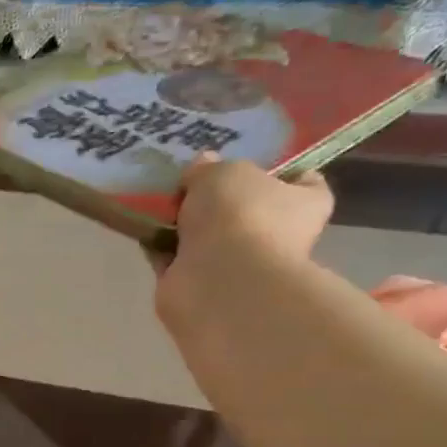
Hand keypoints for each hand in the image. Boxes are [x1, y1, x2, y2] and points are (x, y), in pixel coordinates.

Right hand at [156, 155, 332, 334]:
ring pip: (207, 236)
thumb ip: (208, 167)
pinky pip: (177, 259)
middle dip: (217, 199)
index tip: (245, 161)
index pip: (302, 181)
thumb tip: (200, 168)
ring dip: (183, 224)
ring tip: (156, 202)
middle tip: (187, 180)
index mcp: (303, 204)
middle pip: (245, 209)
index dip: (277, 169)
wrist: (217, 281)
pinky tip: (142, 230)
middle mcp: (276, 235)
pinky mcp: (201, 285)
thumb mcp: (222, 172)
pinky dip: (161, 249)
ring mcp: (238, 264)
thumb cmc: (239, 216)